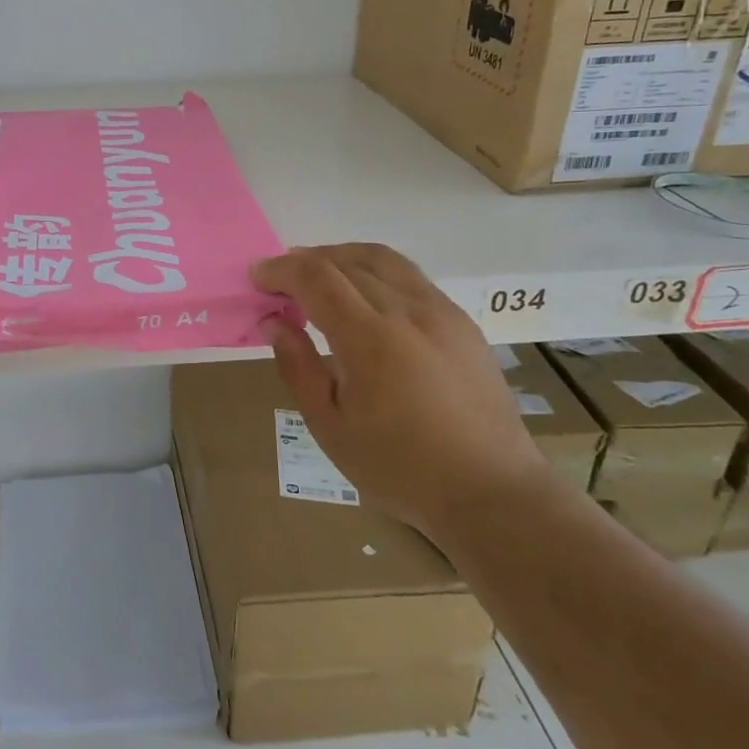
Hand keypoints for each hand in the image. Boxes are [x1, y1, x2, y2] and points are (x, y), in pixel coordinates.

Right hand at [252, 244, 546, 543]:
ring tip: (317, 276)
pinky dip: (373, 271)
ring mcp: (440, 311)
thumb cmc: (400, 468)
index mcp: (370, 338)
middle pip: (346, 261)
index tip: (257, 277)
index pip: (316, 277)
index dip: (281, 270)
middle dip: (304, 261)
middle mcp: (407, 311)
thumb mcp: (331, 427)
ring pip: (381, 259)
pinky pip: (409, 277)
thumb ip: (298, 367)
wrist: (492, 491)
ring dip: (340, 257)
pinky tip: (364, 296)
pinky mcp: (461, 321)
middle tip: (279, 280)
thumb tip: (276, 322)